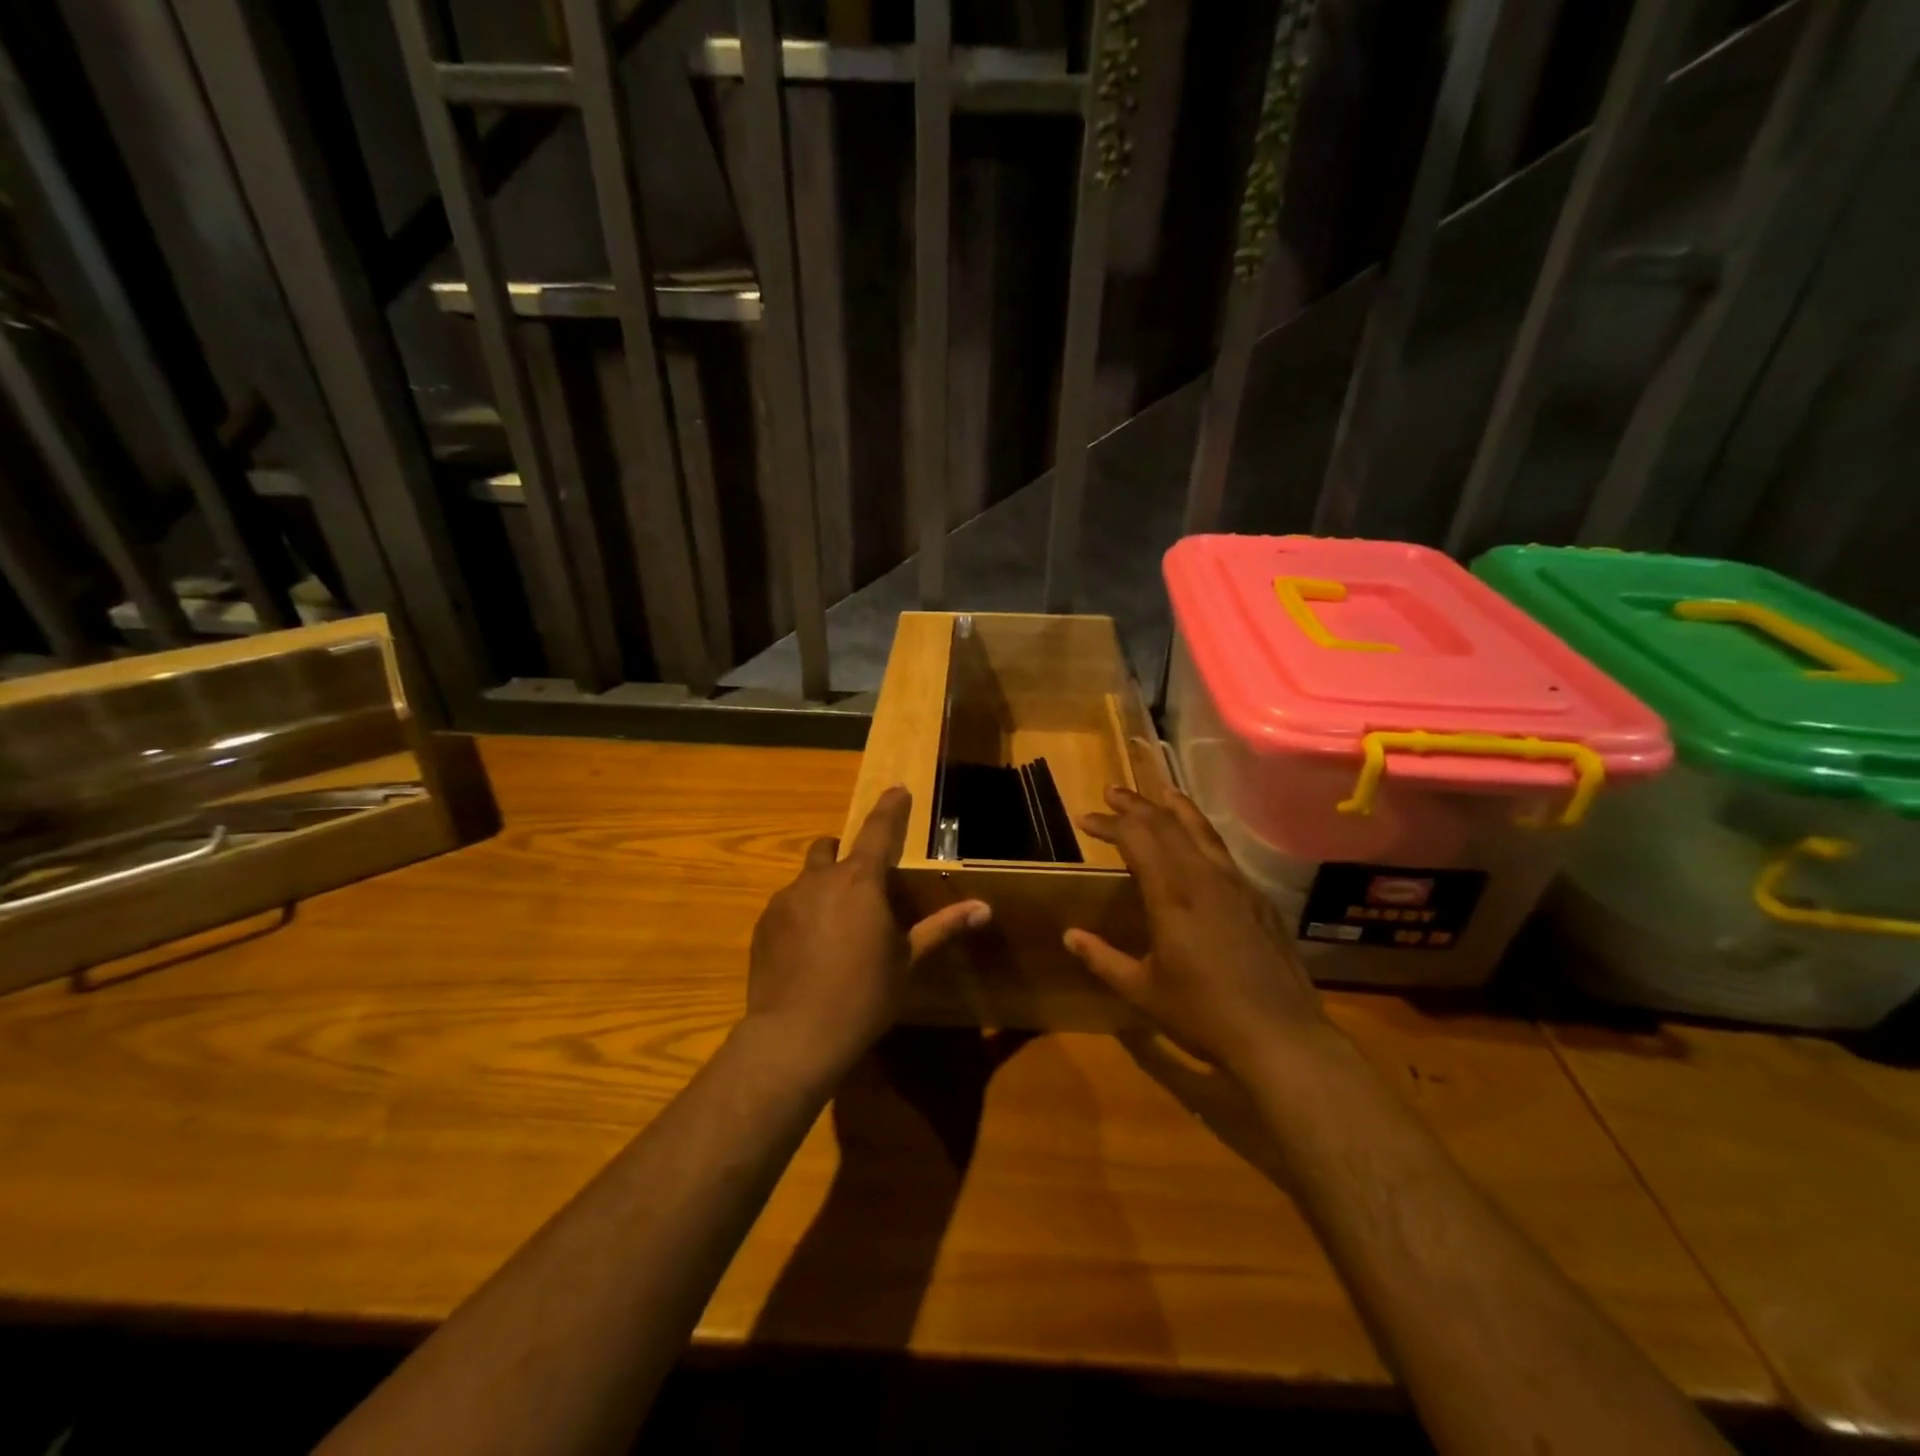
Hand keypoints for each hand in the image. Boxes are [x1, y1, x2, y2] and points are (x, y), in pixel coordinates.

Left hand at [743, 786, 989, 1080]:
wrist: (795, 1036)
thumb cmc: (864, 995)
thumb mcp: (908, 961)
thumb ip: (943, 928)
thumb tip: (985, 908)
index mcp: (860, 881)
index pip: (878, 830)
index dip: (890, 808)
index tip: (897, 790)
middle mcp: (819, 879)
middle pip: (830, 848)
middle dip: (843, 854)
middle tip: (860, 885)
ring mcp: (785, 900)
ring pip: (806, 879)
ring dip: (822, 889)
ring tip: (833, 928)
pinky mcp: (763, 925)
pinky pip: (786, 907)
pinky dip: (801, 915)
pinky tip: (808, 951)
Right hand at [1064, 786, 1331, 1076]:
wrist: (1281, 1037)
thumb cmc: (1204, 1015)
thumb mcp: (1142, 990)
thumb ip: (1103, 959)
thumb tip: (1069, 936)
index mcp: (1172, 895)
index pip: (1135, 838)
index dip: (1109, 823)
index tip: (1085, 819)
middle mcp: (1204, 878)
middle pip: (1167, 823)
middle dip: (1136, 804)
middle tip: (1112, 793)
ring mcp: (1237, 885)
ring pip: (1202, 830)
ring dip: (1174, 808)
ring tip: (1159, 791)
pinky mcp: (1258, 899)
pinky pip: (1223, 851)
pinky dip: (1202, 832)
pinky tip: (1197, 842)